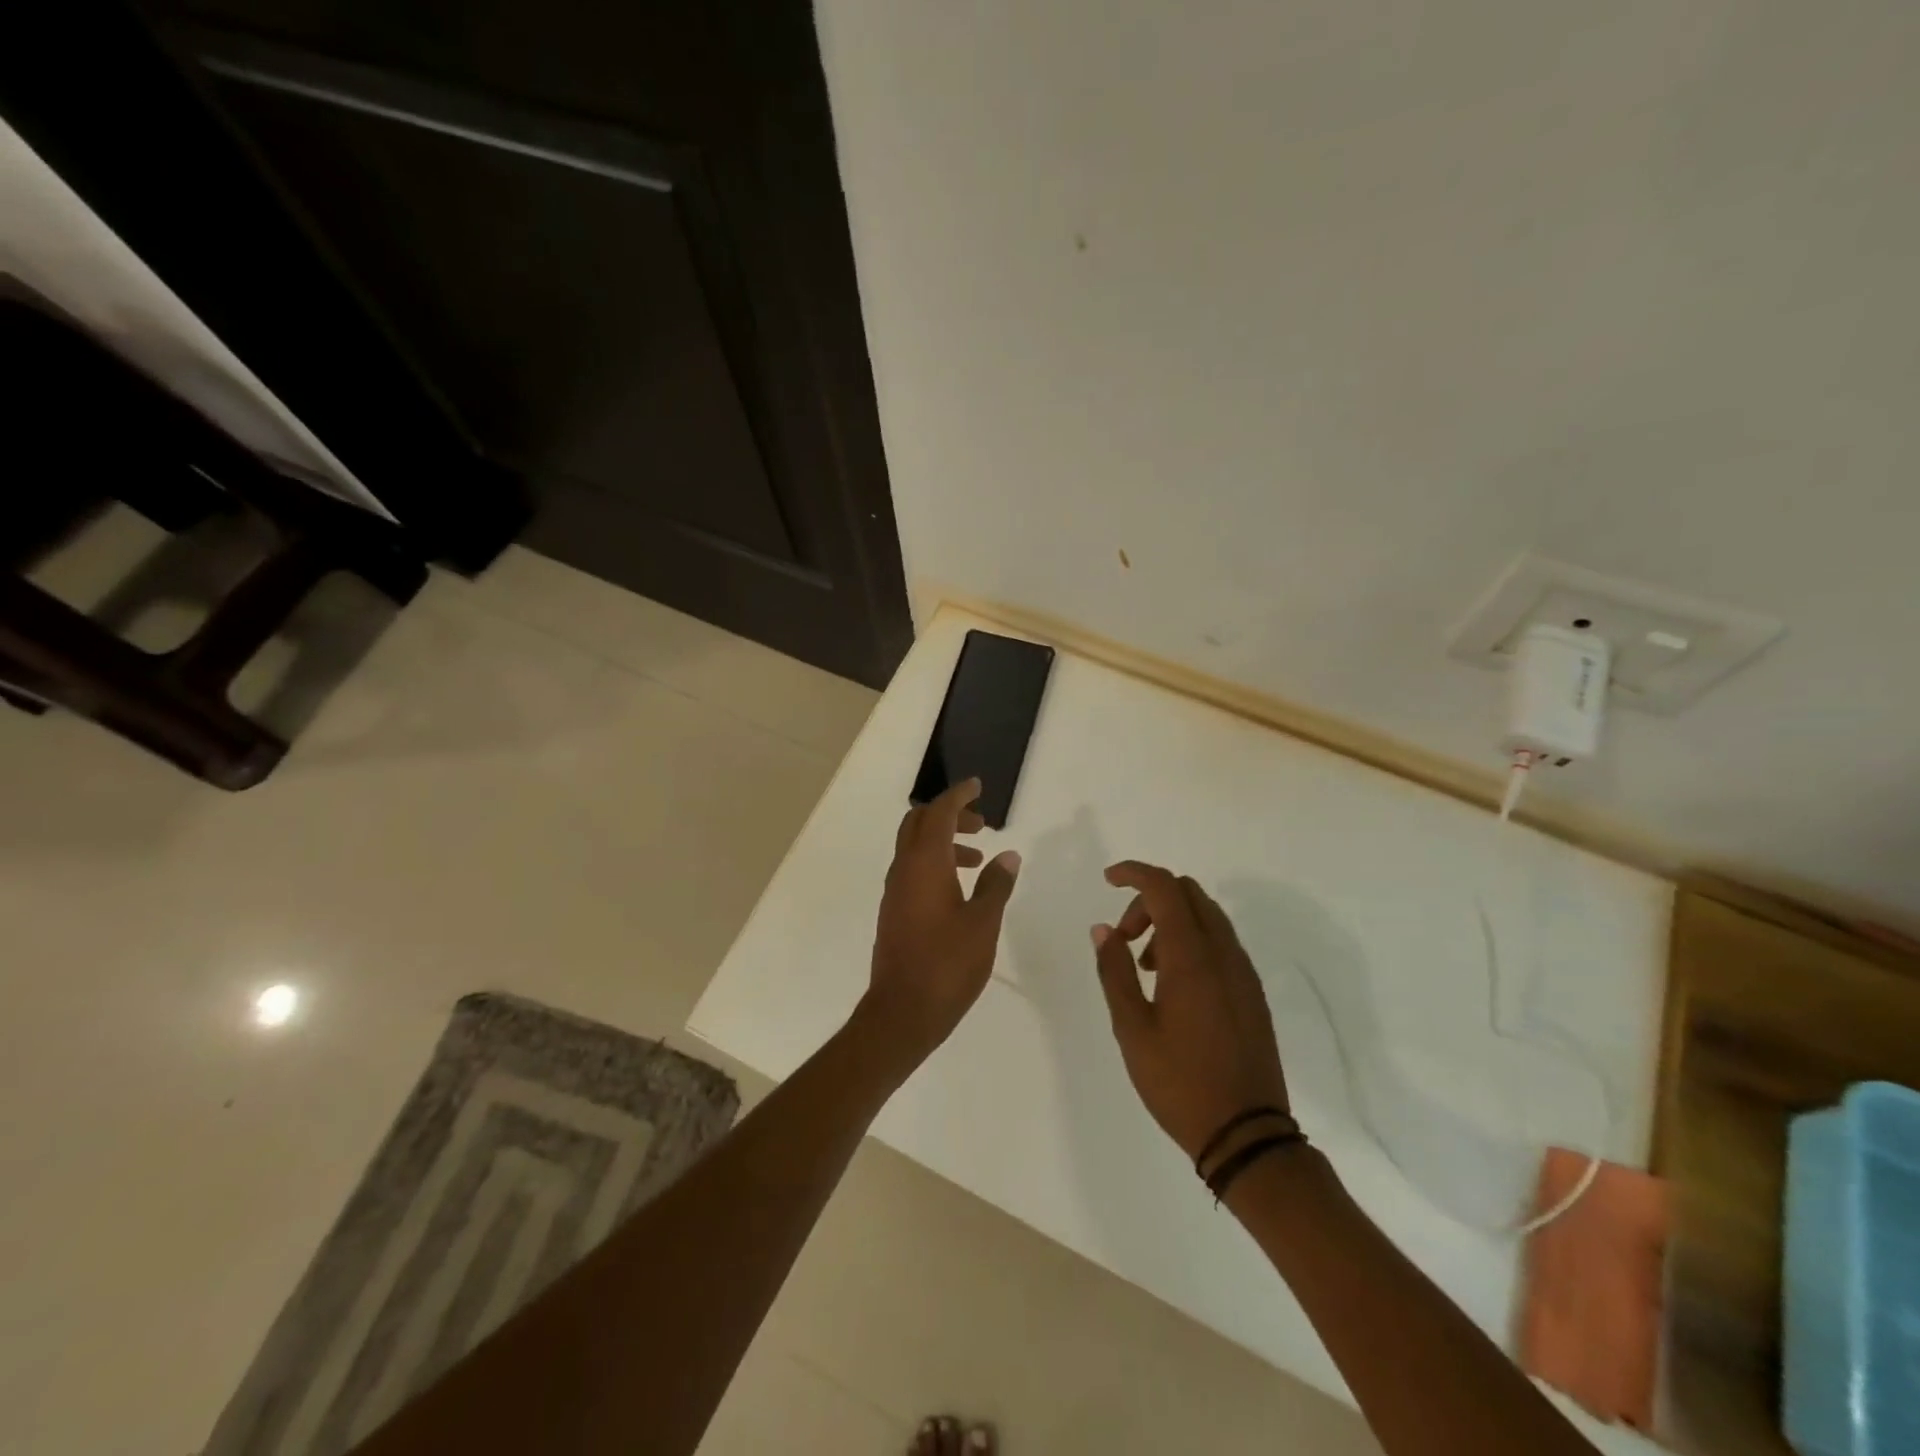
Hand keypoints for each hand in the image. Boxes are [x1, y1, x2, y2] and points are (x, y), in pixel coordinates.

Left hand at [858, 778, 1021, 1068]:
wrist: (902, 1012)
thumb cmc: (947, 965)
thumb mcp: (983, 923)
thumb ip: (996, 885)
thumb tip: (1007, 856)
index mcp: (925, 864)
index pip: (939, 813)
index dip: (958, 795)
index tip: (977, 786)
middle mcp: (904, 869)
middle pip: (920, 823)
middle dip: (949, 814)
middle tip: (981, 823)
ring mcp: (895, 890)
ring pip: (915, 846)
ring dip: (944, 840)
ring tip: (978, 858)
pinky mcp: (894, 910)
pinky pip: (913, 869)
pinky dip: (935, 862)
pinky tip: (959, 887)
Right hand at [1090, 861, 1290, 1161]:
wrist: (1247, 1135)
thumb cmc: (1180, 1082)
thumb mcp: (1132, 1029)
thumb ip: (1115, 971)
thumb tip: (1104, 928)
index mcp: (1192, 957)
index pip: (1164, 887)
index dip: (1134, 872)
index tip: (1107, 879)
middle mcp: (1223, 954)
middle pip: (1188, 893)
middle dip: (1150, 899)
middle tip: (1124, 935)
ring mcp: (1242, 972)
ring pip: (1206, 916)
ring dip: (1171, 921)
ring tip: (1145, 966)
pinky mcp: (1252, 992)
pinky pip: (1220, 943)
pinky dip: (1191, 941)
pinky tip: (1173, 983)